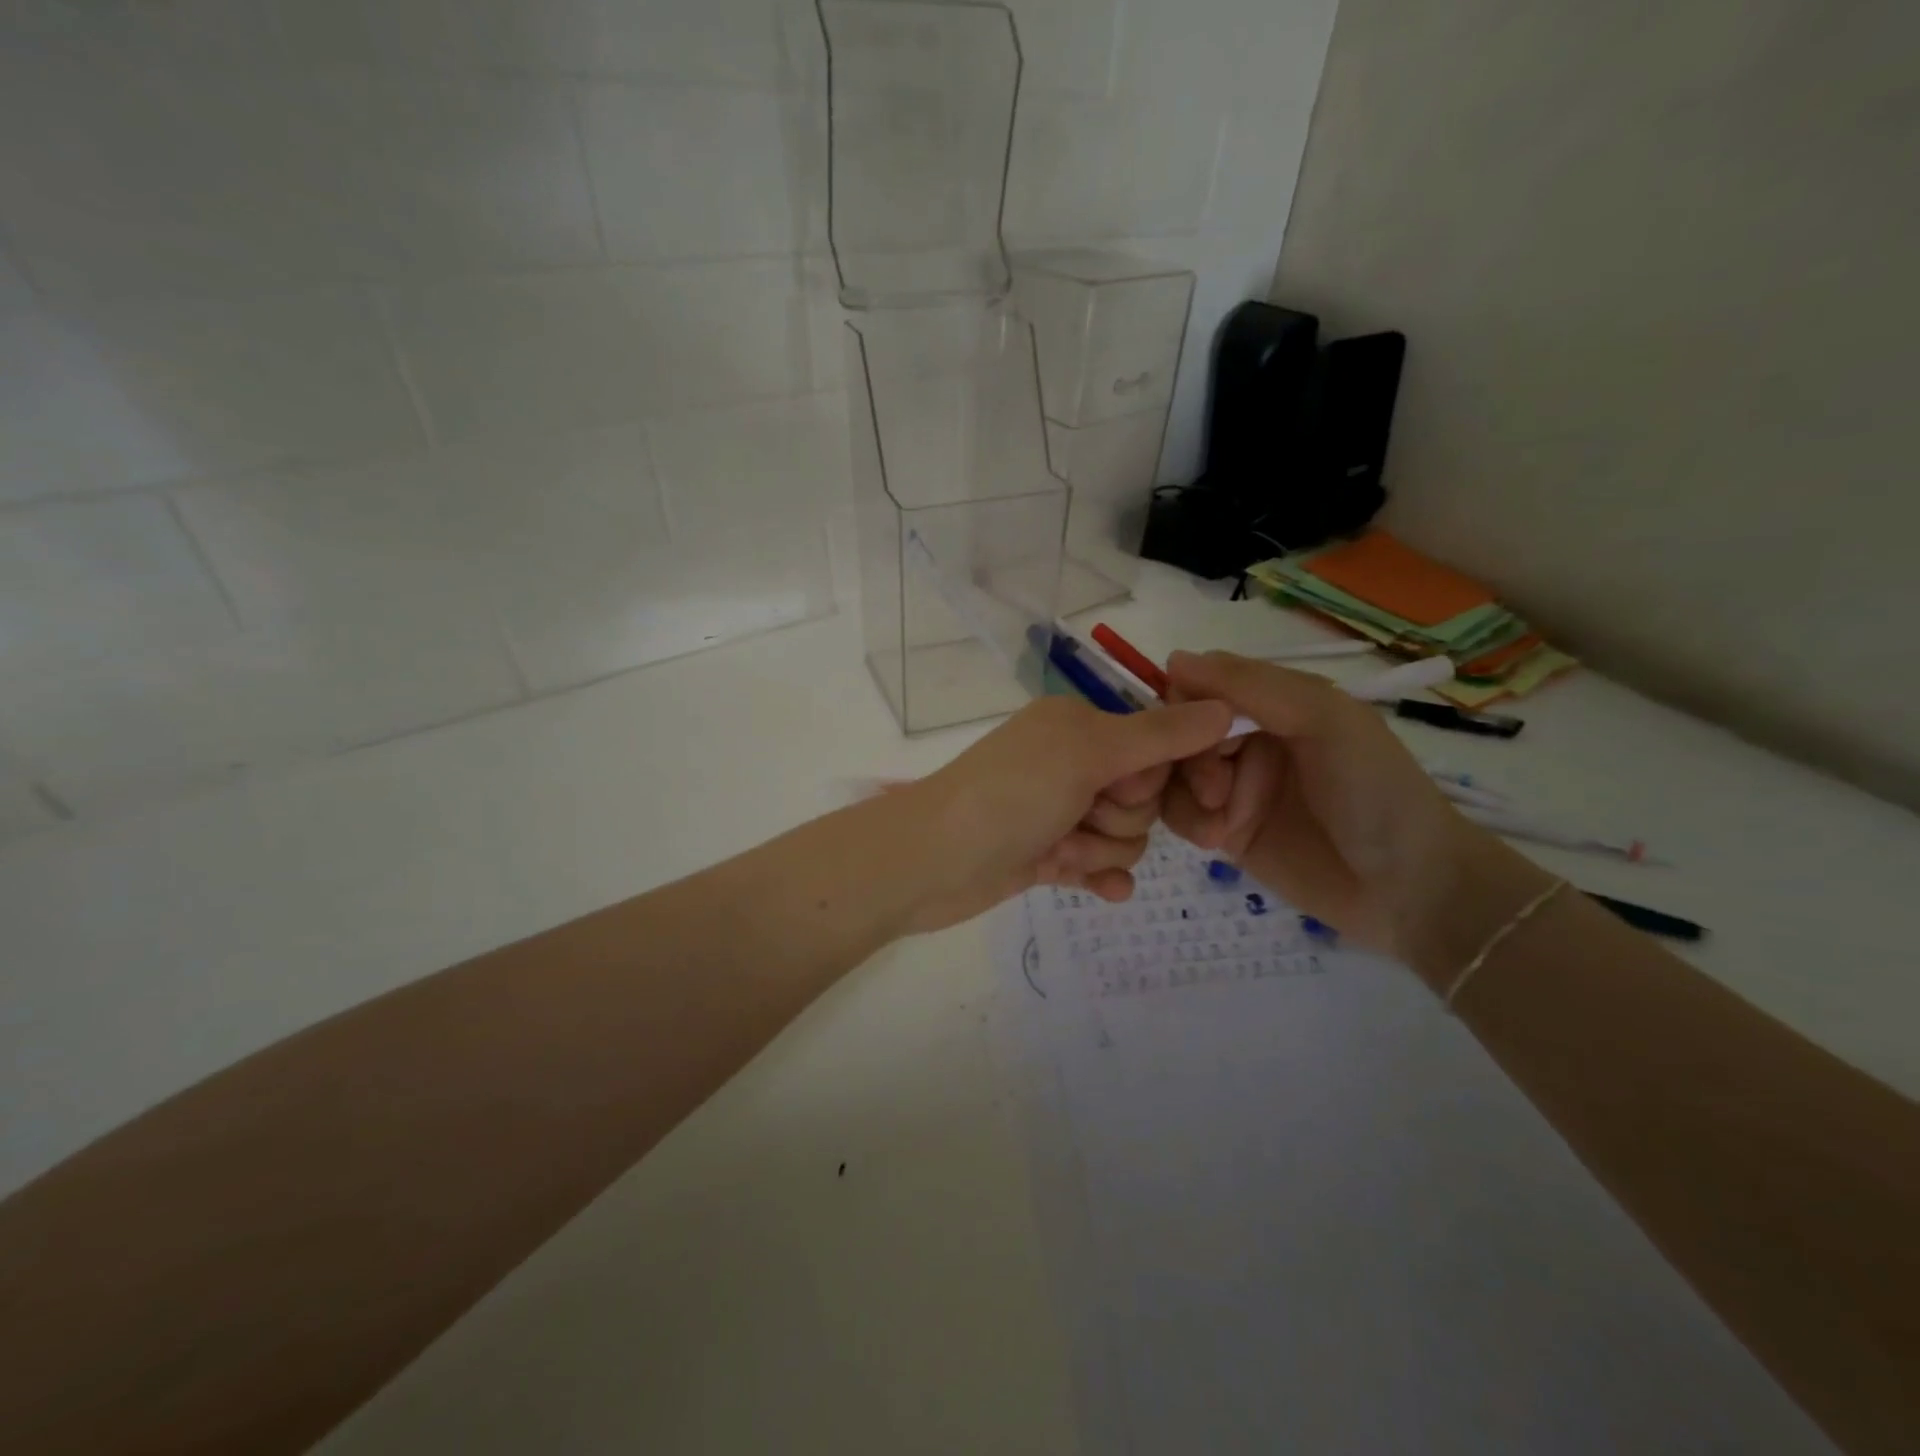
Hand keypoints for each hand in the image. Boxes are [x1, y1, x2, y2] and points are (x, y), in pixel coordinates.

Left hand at [902, 694, 1233, 933]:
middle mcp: (1072, 761)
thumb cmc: (1012, 794)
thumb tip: (1226, 707)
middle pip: (1144, 794)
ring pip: (1125, 834)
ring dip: (1102, 847)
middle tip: (1083, 814)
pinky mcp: (1048, 854)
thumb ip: (1160, 735)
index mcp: (1080, 723)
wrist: (933, 861)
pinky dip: (1101, 874)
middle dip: (1123, 814)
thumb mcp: (1088, 752)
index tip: (1184, 792)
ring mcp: (1059, 810)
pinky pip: (1100, 865)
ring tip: (1061, 849)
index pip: (1158, 742)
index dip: (1169, 771)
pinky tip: (1099, 888)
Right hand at [1162, 651, 1520, 962]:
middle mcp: (1249, 739)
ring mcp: (1235, 786)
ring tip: (1217, 824)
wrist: (1407, 888)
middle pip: (1180, 733)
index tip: (1190, 733)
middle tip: (1216, 790)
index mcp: (1274, 703)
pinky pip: (1178, 813)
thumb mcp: (1324, 719)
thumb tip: (1173, 659)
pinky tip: (1215, 841)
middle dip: (1188, 759)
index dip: (1184, 707)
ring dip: (1184, 794)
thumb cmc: (1374, 791)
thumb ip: (1252, 685)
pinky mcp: (1225, 830)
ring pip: (1172, 773)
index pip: (1201, 688)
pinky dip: (1186, 822)